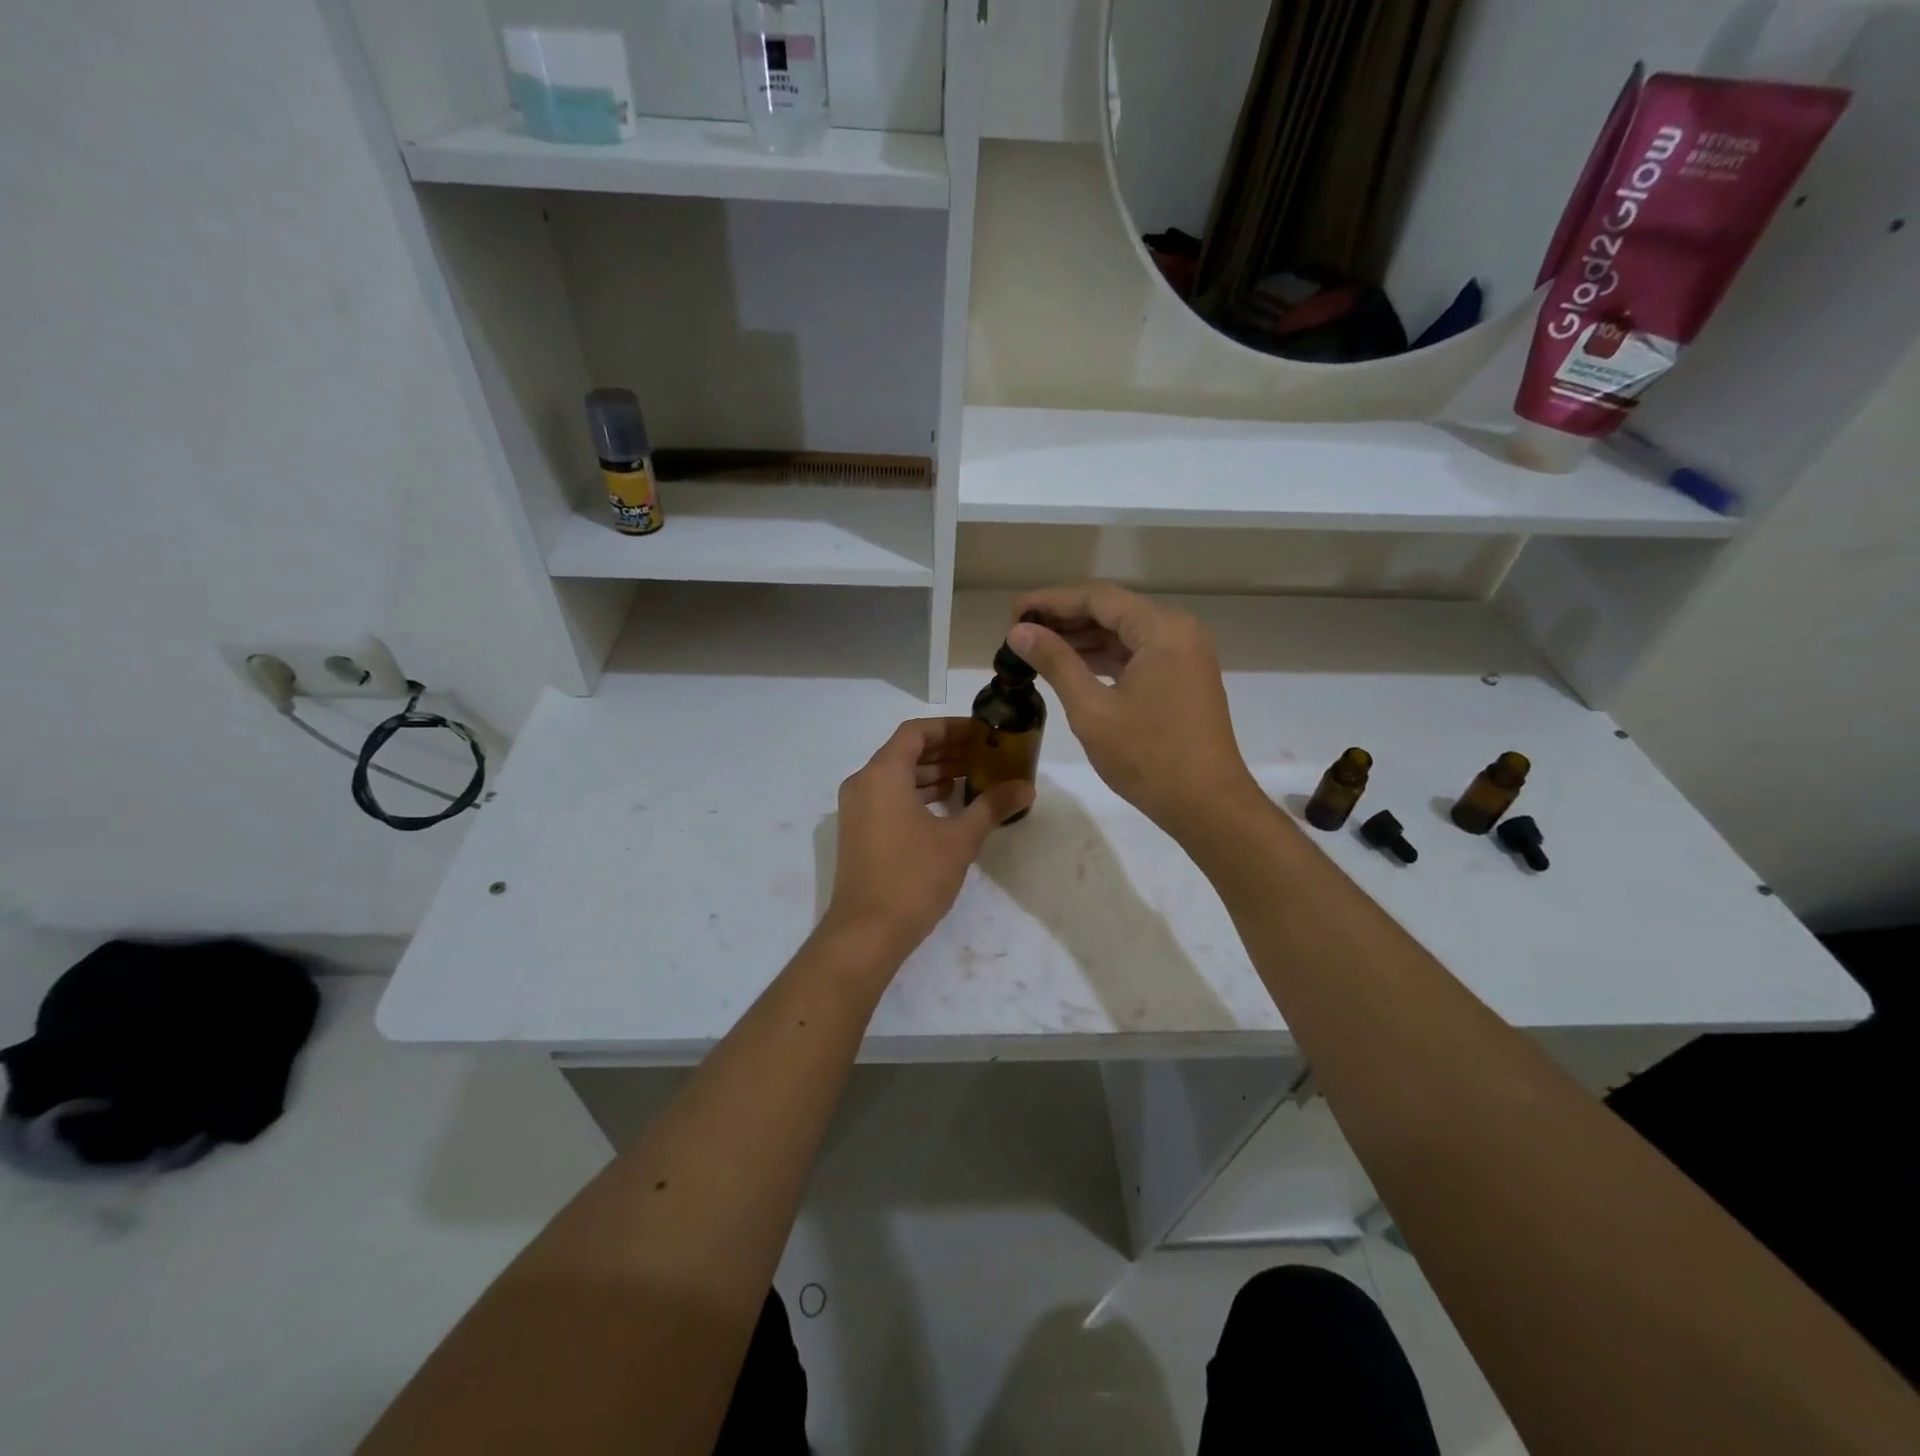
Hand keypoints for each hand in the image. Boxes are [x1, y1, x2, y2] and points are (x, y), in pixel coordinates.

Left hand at [820, 718, 1032, 963]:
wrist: (866, 932)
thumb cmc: (913, 877)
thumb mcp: (960, 840)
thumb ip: (992, 807)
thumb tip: (1026, 788)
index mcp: (883, 774)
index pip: (916, 732)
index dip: (950, 728)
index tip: (981, 733)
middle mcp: (863, 783)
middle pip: (905, 752)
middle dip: (945, 750)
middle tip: (983, 754)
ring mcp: (856, 809)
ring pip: (897, 776)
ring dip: (932, 773)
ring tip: (971, 777)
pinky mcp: (858, 832)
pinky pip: (888, 797)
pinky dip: (917, 794)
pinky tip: (947, 806)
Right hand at [1007, 584, 1260, 841]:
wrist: (1207, 805)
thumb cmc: (1148, 756)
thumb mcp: (1092, 709)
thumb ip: (1056, 663)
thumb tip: (1019, 632)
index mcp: (1162, 630)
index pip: (1098, 598)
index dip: (1051, 601)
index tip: (1013, 612)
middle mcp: (1179, 632)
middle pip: (1113, 611)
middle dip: (1065, 619)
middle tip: (1018, 631)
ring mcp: (1185, 656)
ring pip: (1124, 635)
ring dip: (1083, 639)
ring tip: (1036, 648)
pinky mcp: (1183, 680)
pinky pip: (1138, 656)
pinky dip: (1104, 659)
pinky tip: (1071, 667)